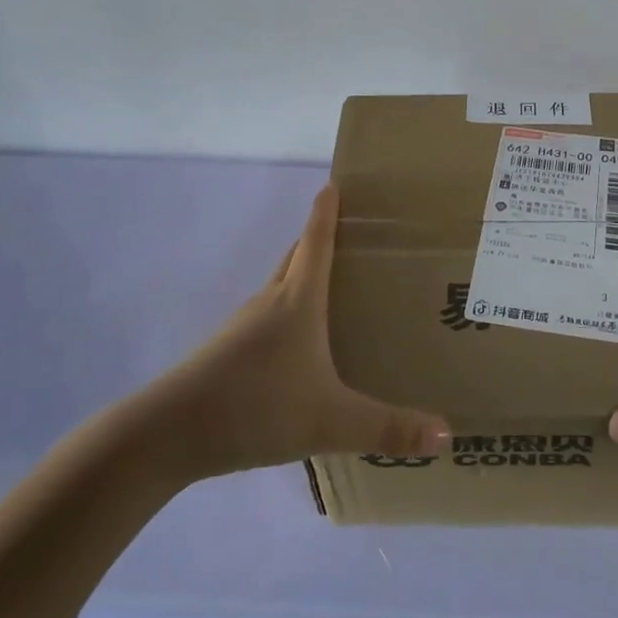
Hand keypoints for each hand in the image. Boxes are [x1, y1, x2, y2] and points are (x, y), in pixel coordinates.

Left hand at [144, 185, 450, 480]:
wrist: (169, 434)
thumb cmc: (255, 407)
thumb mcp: (330, 421)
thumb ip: (387, 428)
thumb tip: (448, 434)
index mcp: (297, 300)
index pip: (316, 241)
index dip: (326, 211)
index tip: (334, 182)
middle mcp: (271, 302)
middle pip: (297, 257)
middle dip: (320, 238)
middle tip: (353, 232)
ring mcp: (245, 326)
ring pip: (281, 286)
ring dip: (305, 275)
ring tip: (336, 286)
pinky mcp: (229, 351)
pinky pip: (268, 315)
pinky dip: (289, 309)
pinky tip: (301, 342)